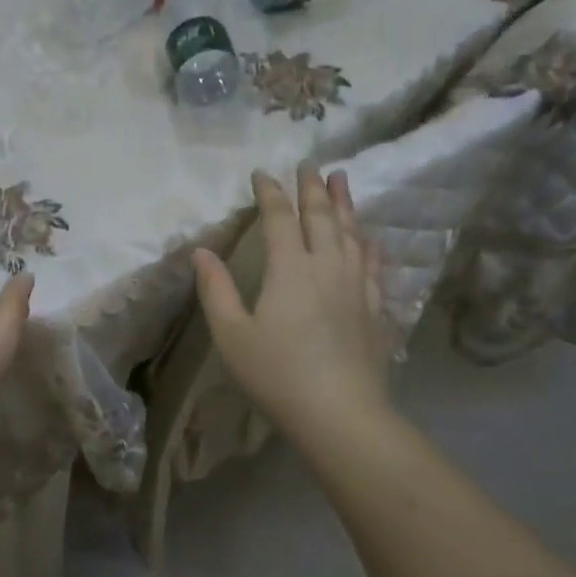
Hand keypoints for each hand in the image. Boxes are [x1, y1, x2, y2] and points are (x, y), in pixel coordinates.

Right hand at [192, 167, 393, 435]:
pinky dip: (369, 244)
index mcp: (289, 269)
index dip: (270, 192)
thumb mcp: (231, 335)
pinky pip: (374, 264)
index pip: (279, 217)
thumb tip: (201, 251)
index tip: (262, 173)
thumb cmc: (277, 374)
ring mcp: (356, 286)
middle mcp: (326, 266)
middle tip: (309, 163)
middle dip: (312, 187)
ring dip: (345, 204)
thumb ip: (215, 289)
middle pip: (321, 216)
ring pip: (351, 233)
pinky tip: (371, 237)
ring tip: (342, 180)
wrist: (340, 413)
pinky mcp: (374, 308)